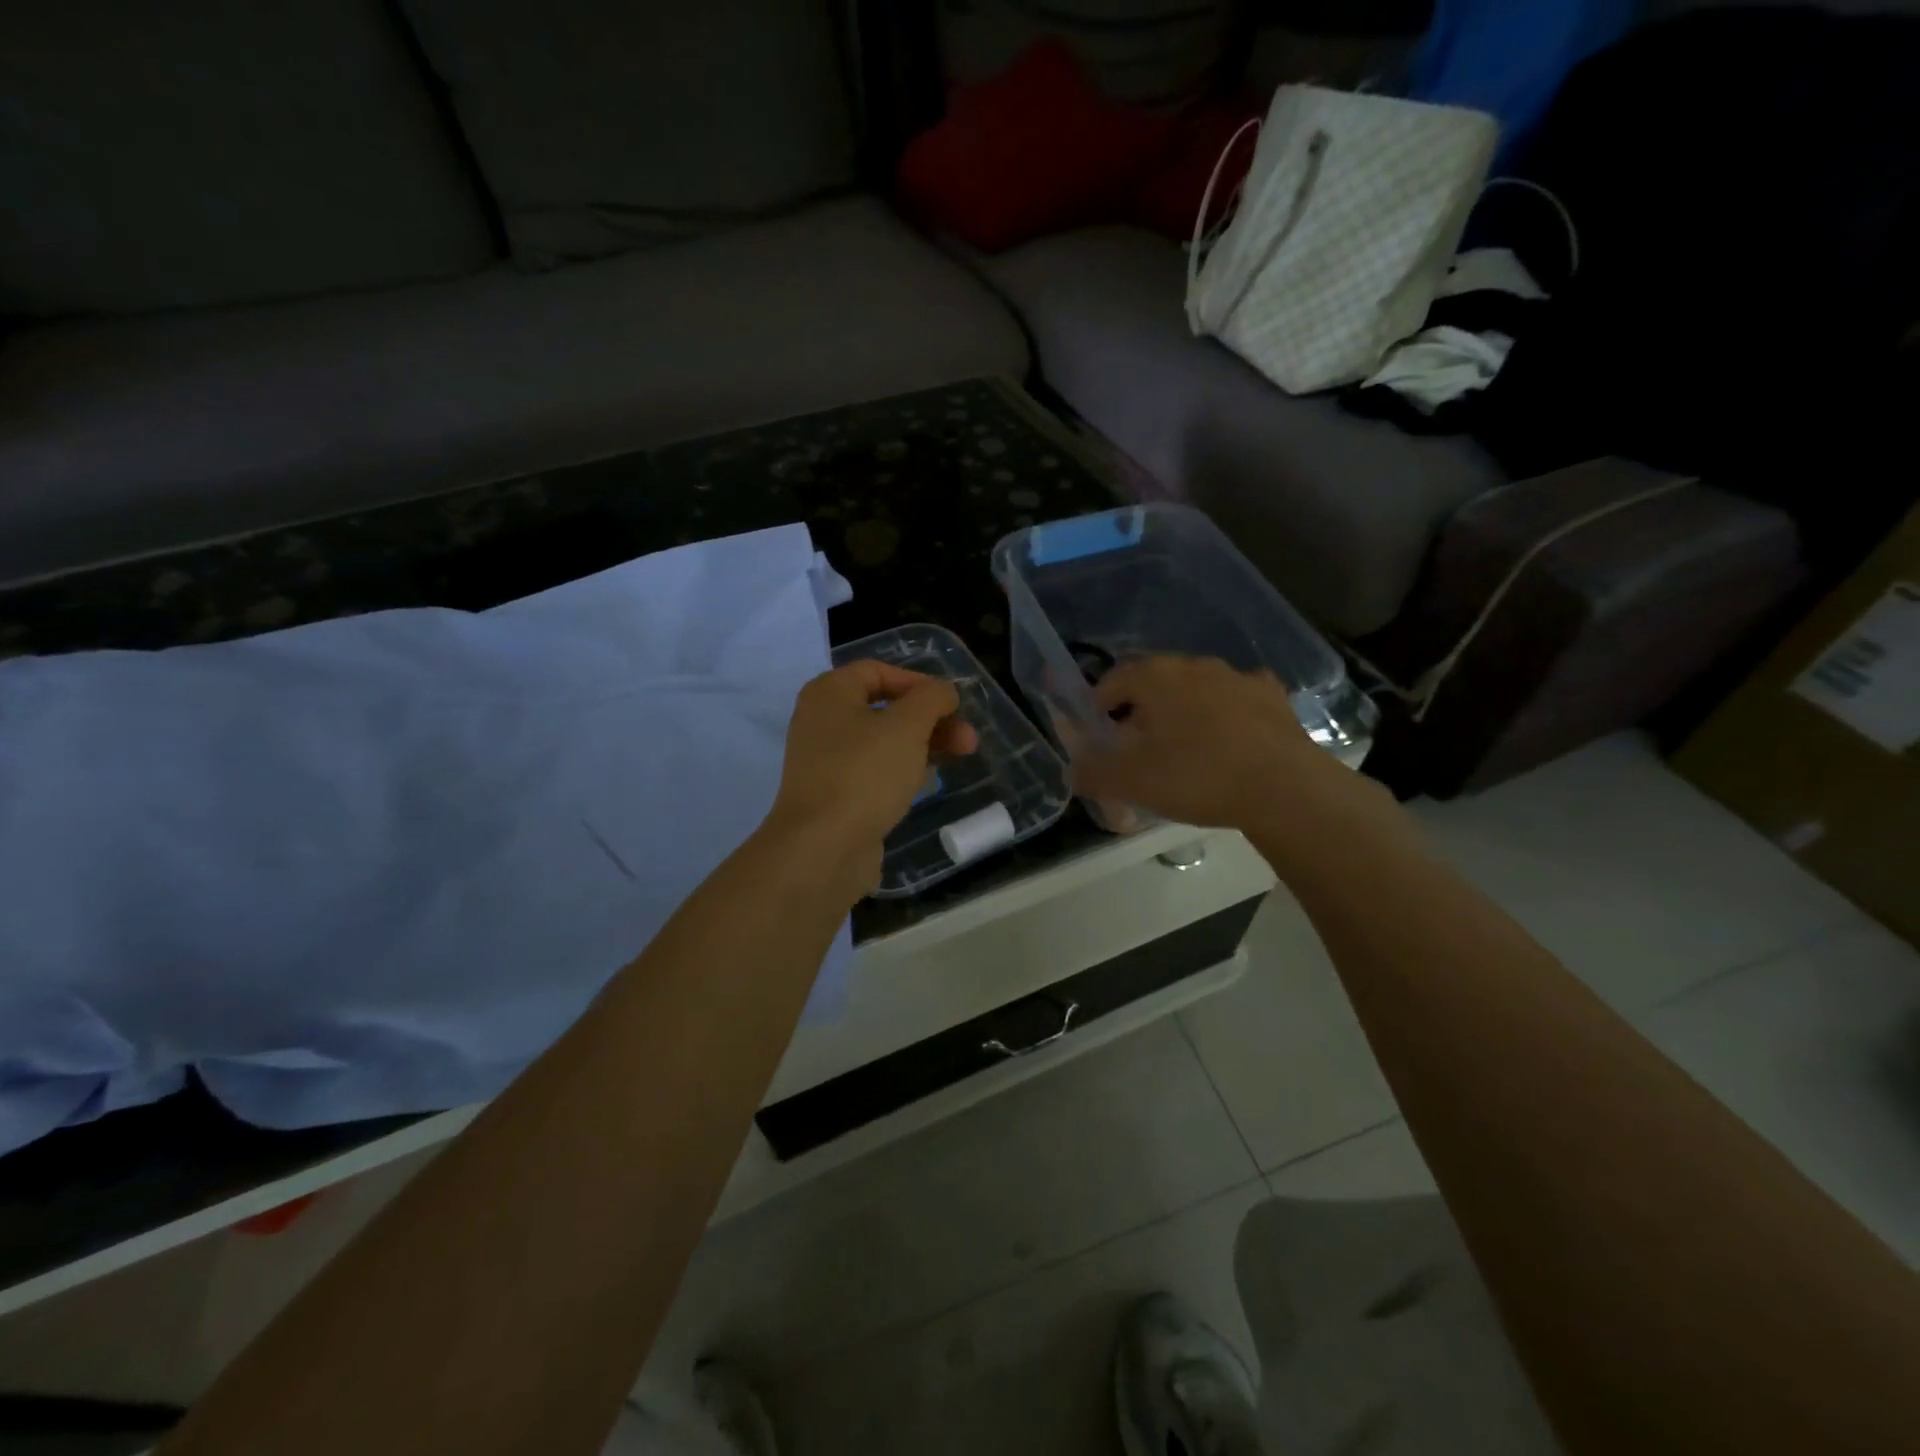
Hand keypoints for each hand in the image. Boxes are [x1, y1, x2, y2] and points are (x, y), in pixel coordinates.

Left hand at [764, 661, 979, 894]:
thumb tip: (944, 692)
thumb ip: (931, 698)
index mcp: (829, 693)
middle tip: (968, 739)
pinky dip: (903, 769)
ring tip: (961, 757)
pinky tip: (927, 781)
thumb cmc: (865, 773)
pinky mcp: (836, 794)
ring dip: (924, 744)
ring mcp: (827, 761)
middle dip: (931, 719)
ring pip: (884, 741)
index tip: (952, 703)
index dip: (919, 682)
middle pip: (885, 708)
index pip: (878, 671)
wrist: (823, 847)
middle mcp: (822, 721)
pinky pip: (875, 771)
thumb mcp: (907, 725)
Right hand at [1072, 656, 1387, 838]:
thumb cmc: (1196, 775)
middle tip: (1137, 745)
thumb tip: (1072, 770)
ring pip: (1196, 689)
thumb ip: (1094, 773)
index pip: (1114, 679)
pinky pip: (1236, 700)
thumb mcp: (1132, 782)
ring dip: (1183, 710)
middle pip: (1155, 681)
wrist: (1283, 787)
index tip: (1099, 730)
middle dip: (1141, 708)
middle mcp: (1194, 665)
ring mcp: (1238, 677)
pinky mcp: (1273, 697)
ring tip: (1183, 748)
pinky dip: (1225, 715)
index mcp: (1155, 676)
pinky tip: (1228, 742)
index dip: (1100, 704)